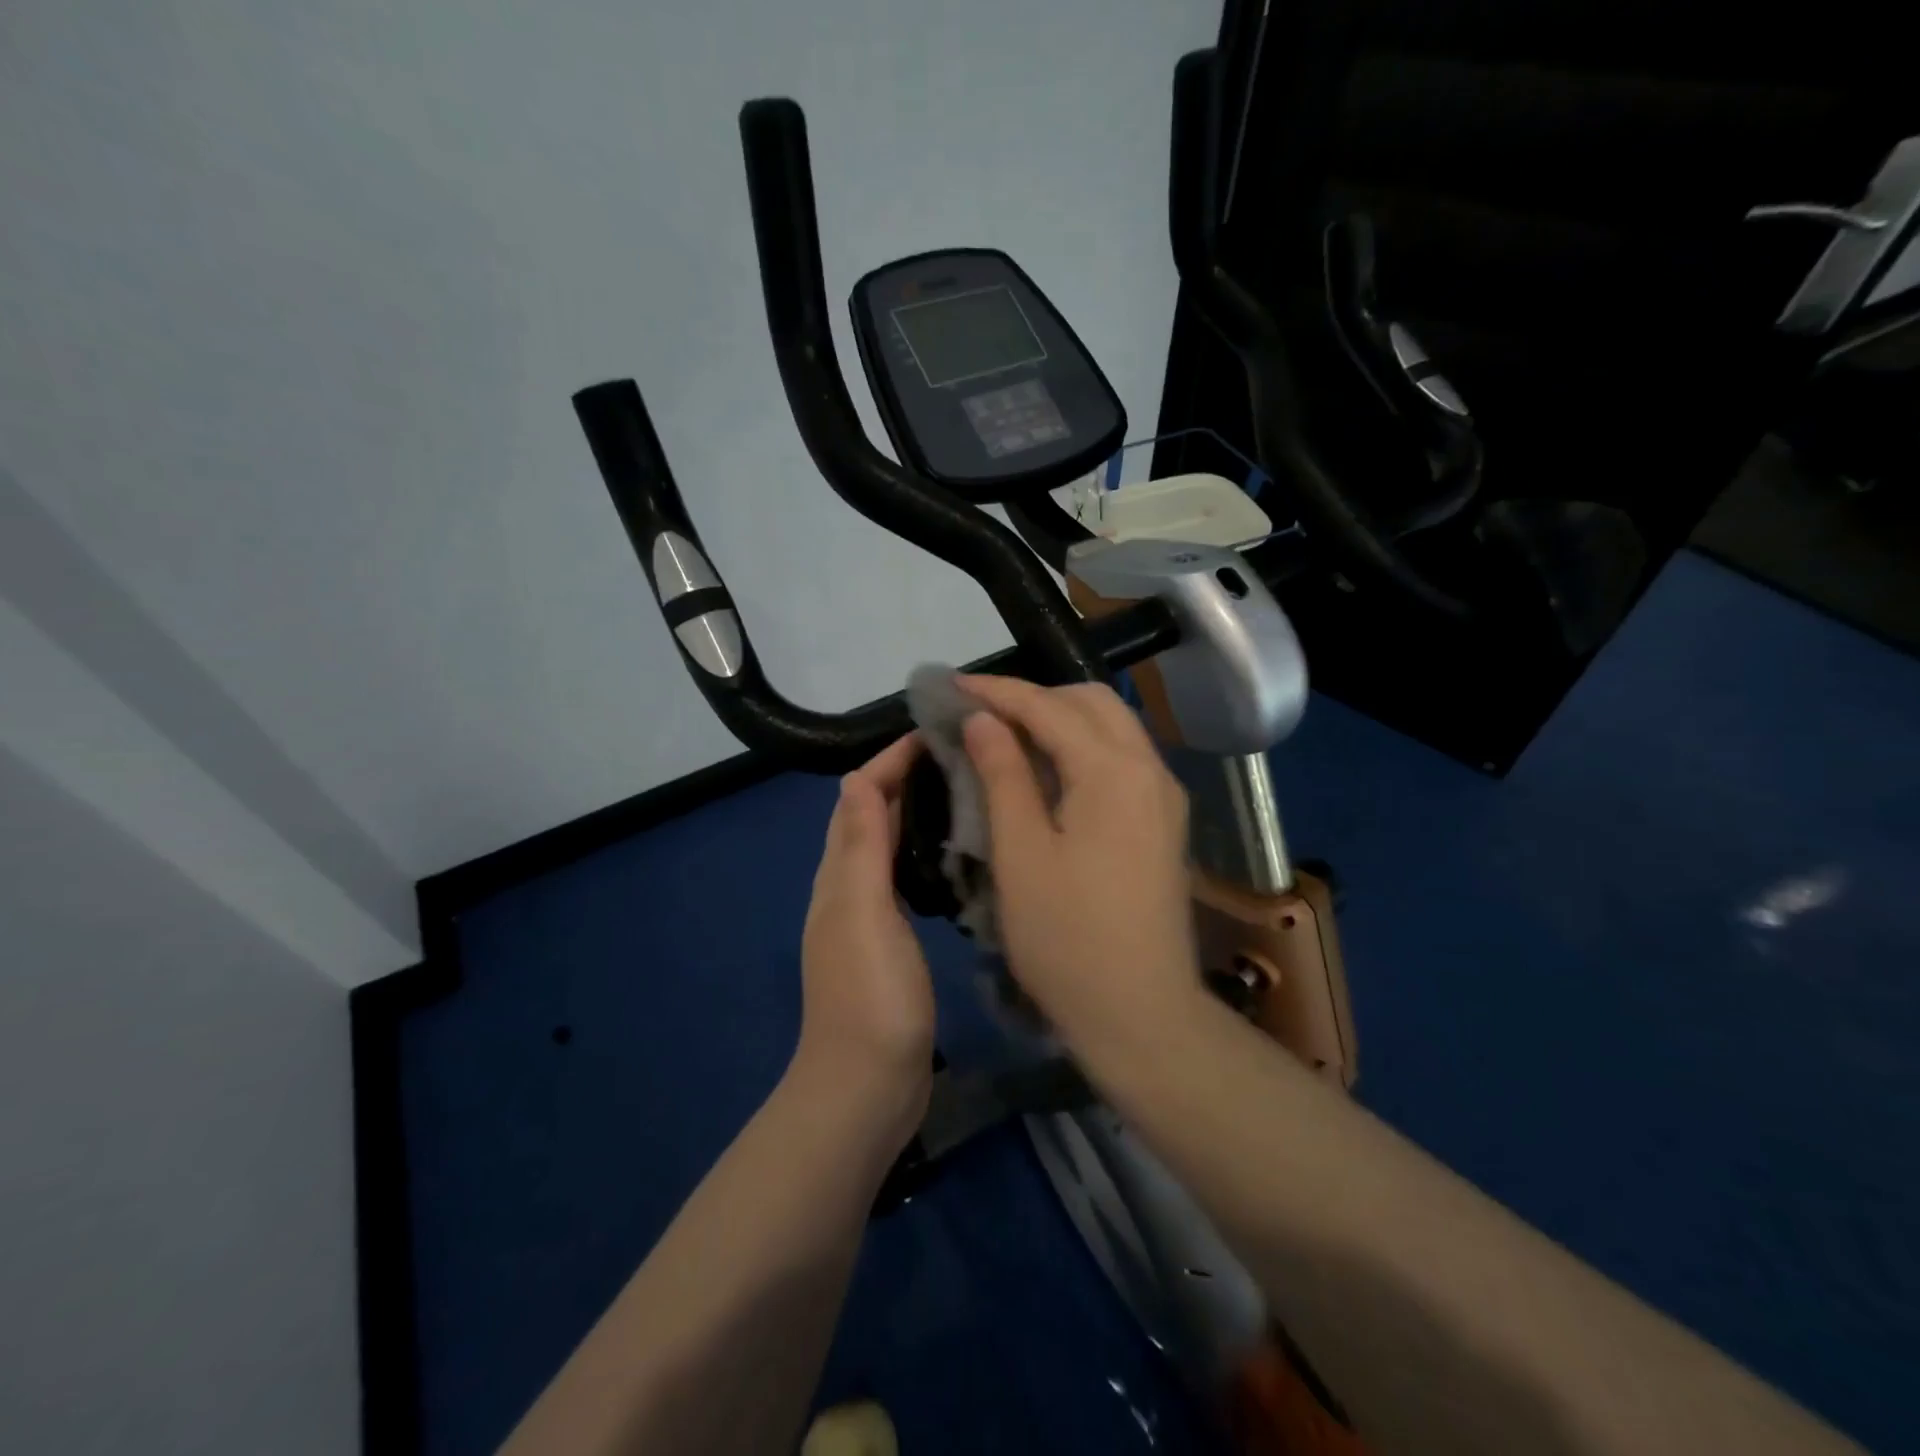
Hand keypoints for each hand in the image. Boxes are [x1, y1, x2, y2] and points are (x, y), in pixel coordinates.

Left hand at [795, 733, 935, 1147]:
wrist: (866, 1088)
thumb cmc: (870, 997)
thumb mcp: (863, 913)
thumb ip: (861, 848)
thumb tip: (856, 778)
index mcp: (840, 875)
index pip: (860, 797)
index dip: (890, 760)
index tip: (935, 732)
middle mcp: (848, 888)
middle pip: (872, 816)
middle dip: (906, 778)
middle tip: (961, 755)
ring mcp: (869, 917)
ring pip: (888, 846)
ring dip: (916, 812)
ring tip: (965, 791)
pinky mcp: (891, 943)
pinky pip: (903, 879)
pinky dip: (923, 853)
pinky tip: (955, 856)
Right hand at [956, 675, 1201, 1044]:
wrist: (1141, 1013)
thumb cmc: (1067, 938)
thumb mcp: (1020, 853)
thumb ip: (1002, 774)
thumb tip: (983, 719)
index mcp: (1114, 772)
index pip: (1048, 707)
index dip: (996, 692)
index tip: (949, 686)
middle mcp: (1150, 769)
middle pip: (1090, 702)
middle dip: (1033, 697)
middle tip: (979, 715)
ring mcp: (1163, 796)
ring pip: (1110, 728)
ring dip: (1059, 720)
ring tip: (1005, 737)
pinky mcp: (1163, 822)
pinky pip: (1120, 760)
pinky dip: (1080, 749)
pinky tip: (1046, 772)